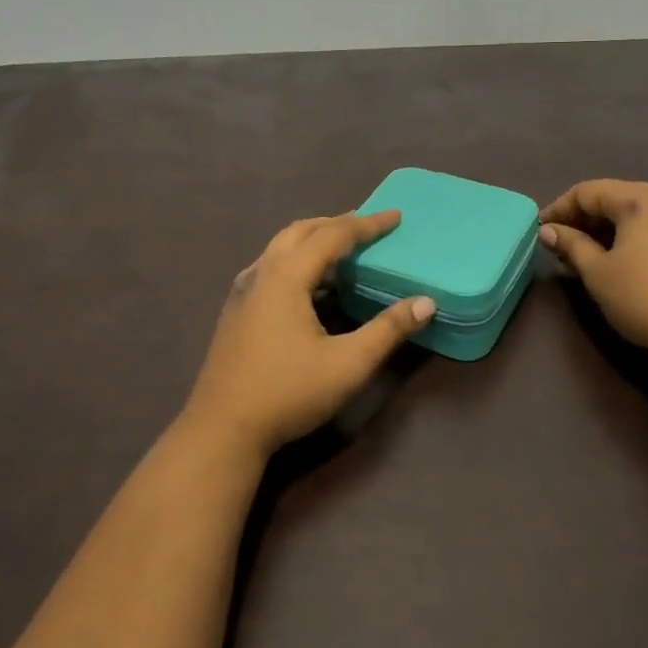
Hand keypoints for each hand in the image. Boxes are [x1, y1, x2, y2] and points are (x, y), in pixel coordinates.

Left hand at [183, 211, 434, 458]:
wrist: (222, 430)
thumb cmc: (288, 393)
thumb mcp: (348, 364)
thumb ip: (388, 330)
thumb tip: (425, 302)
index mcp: (286, 277)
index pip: (332, 235)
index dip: (367, 224)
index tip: (396, 217)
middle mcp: (261, 274)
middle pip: (301, 231)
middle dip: (336, 223)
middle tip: (369, 227)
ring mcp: (243, 292)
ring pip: (281, 248)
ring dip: (314, 240)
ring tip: (344, 251)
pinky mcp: (236, 311)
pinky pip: (271, 268)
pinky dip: (297, 261)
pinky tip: (311, 287)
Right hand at [539, 179, 647, 357]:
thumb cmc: (643, 297)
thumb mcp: (597, 272)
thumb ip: (571, 245)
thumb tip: (548, 230)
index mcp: (640, 199)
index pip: (588, 191)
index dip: (559, 208)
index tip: (540, 230)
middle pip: (613, 197)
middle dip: (582, 218)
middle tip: (559, 243)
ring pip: (633, 212)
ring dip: (604, 228)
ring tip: (582, 254)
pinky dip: (627, 235)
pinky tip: (614, 258)